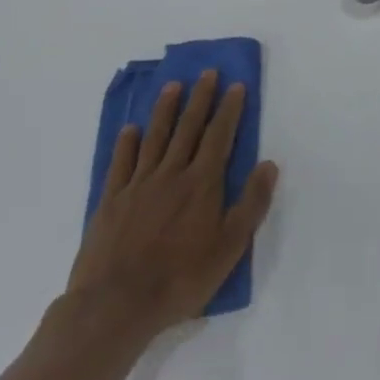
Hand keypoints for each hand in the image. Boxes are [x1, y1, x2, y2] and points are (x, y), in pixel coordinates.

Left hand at [64, 70, 278, 345]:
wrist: (115, 306)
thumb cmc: (180, 278)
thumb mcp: (229, 248)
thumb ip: (251, 204)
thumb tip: (269, 164)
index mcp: (202, 183)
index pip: (220, 135)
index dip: (229, 109)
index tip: (236, 85)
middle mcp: (171, 174)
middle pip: (188, 127)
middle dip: (200, 98)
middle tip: (207, 72)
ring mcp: (138, 185)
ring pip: (155, 137)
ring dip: (165, 109)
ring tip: (173, 86)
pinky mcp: (111, 201)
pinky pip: (121, 163)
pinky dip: (127, 143)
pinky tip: (131, 129)